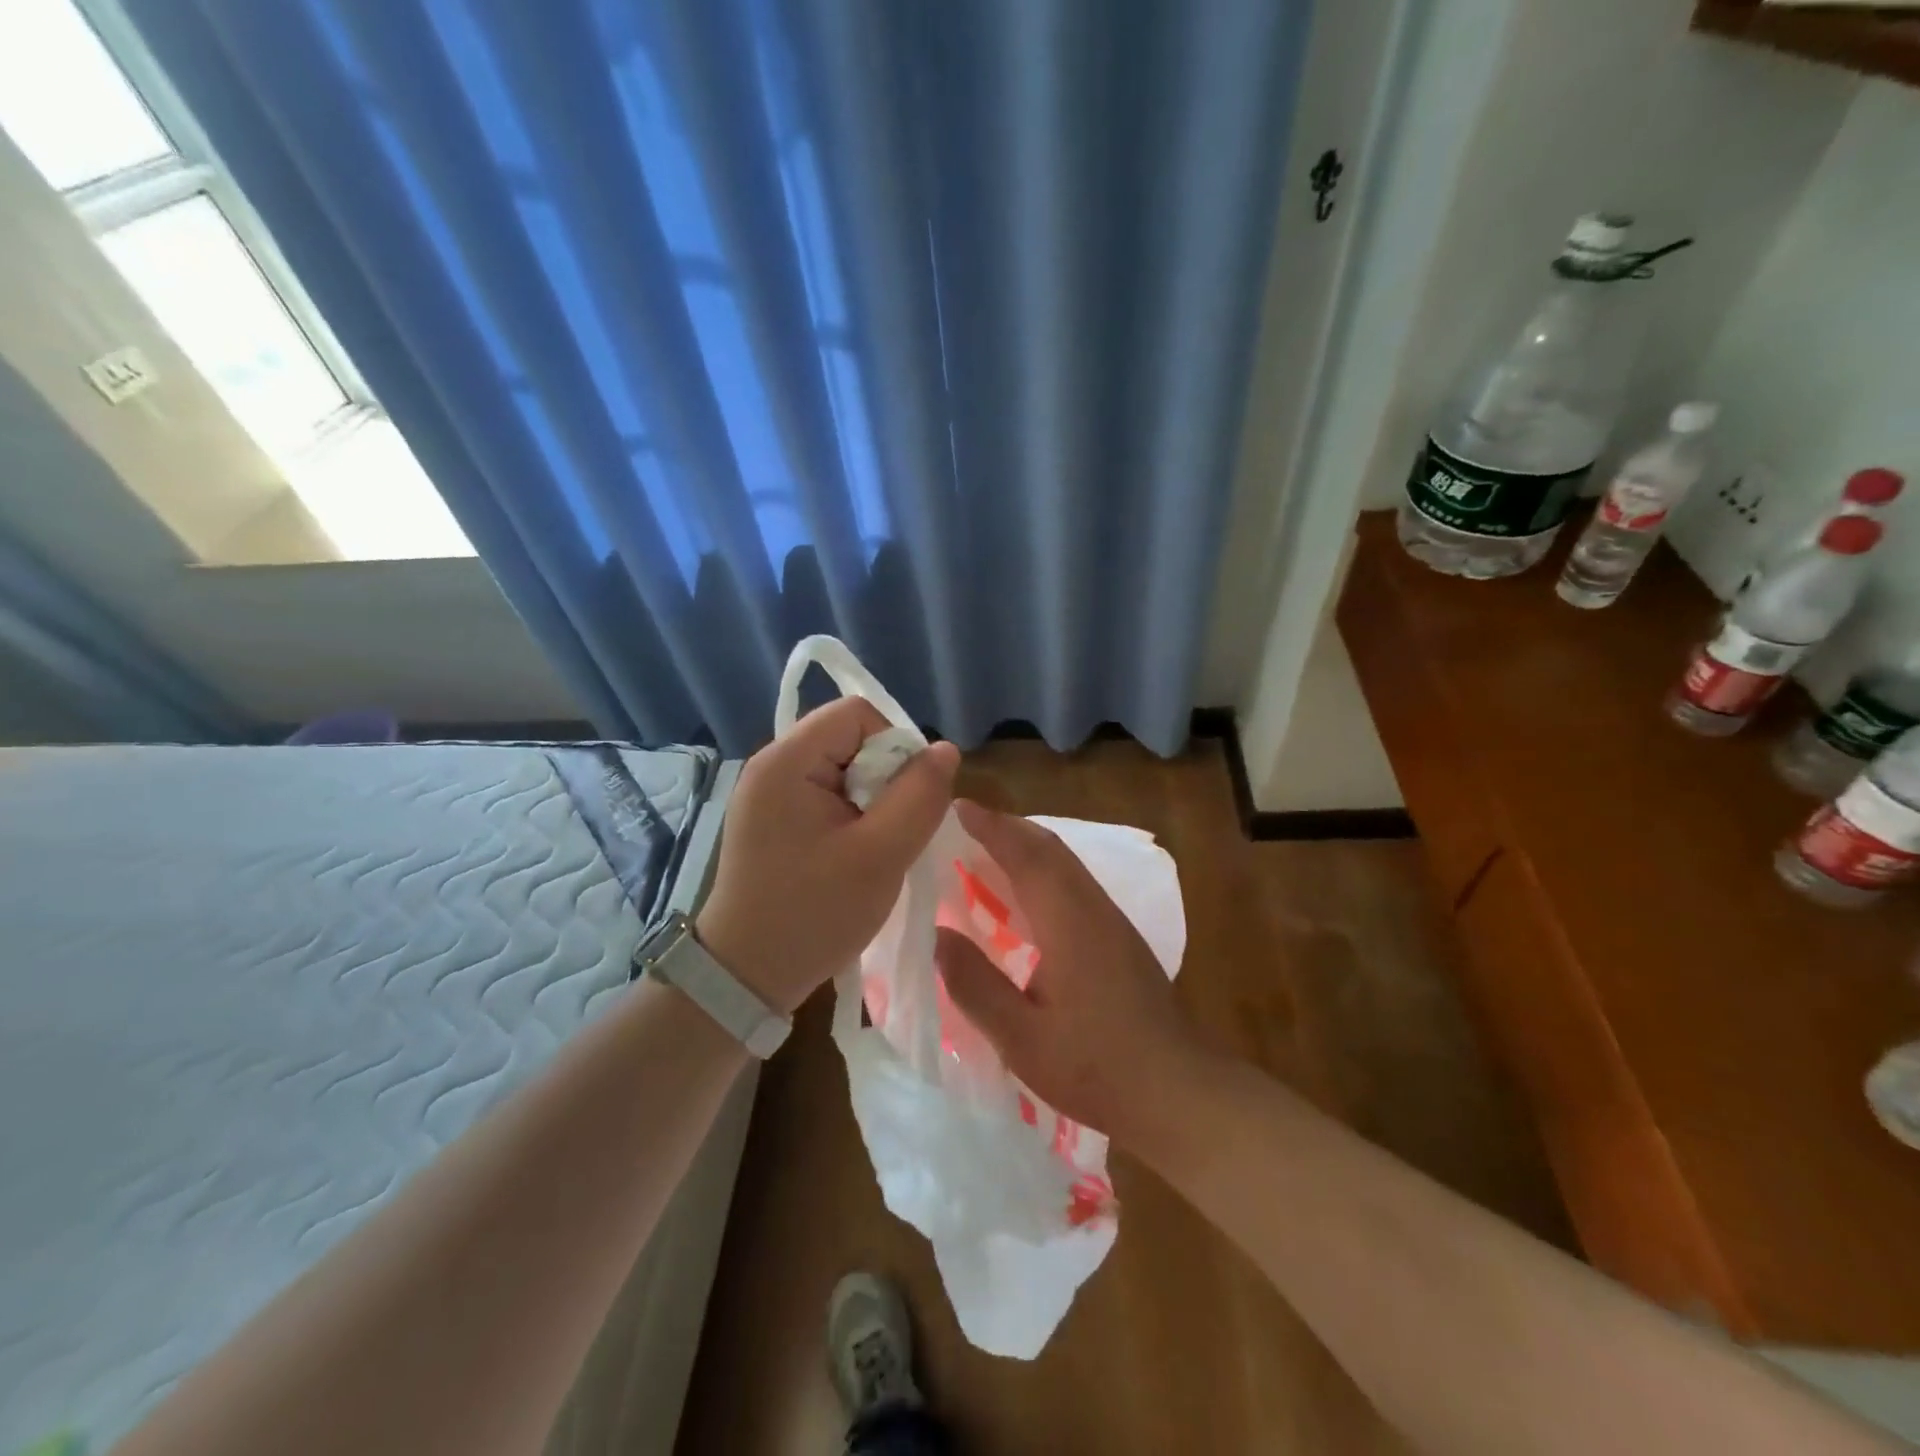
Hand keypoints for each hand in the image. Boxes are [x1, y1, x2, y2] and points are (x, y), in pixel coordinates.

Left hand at [696, 698, 959, 1013]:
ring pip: (844, 769)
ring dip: (871, 802)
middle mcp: (772, 765)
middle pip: (850, 739)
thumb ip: (919, 796)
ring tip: (872, 849)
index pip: (858, 714)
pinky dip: (852, 817)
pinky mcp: (773, 819)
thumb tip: (945, 749)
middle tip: (887, 833)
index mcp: (787, 761)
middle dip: (884, 779)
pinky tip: (853, 855)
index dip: (894, 747)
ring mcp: (769, 793)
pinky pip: (827, 794)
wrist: (746, 977)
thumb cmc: (814, 914)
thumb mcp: (880, 855)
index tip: (904, 801)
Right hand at [935, 800, 1207, 1146]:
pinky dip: (1044, 868)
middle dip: (1008, 827)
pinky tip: (1027, 895)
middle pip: (1049, 848)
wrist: (1178, 1091)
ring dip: (1028, 846)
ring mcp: (1112, 921)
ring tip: (988, 848)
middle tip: (965, 822)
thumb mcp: (1021, 1037)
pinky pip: (1076, 882)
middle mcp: (1093, 908)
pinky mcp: (1121, 938)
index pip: (1025, 855)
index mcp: (1067, 921)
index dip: (991, 827)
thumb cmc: (1095, 1067)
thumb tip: (936, 934)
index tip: (957, 807)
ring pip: (1066, 863)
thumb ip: (975, 984)